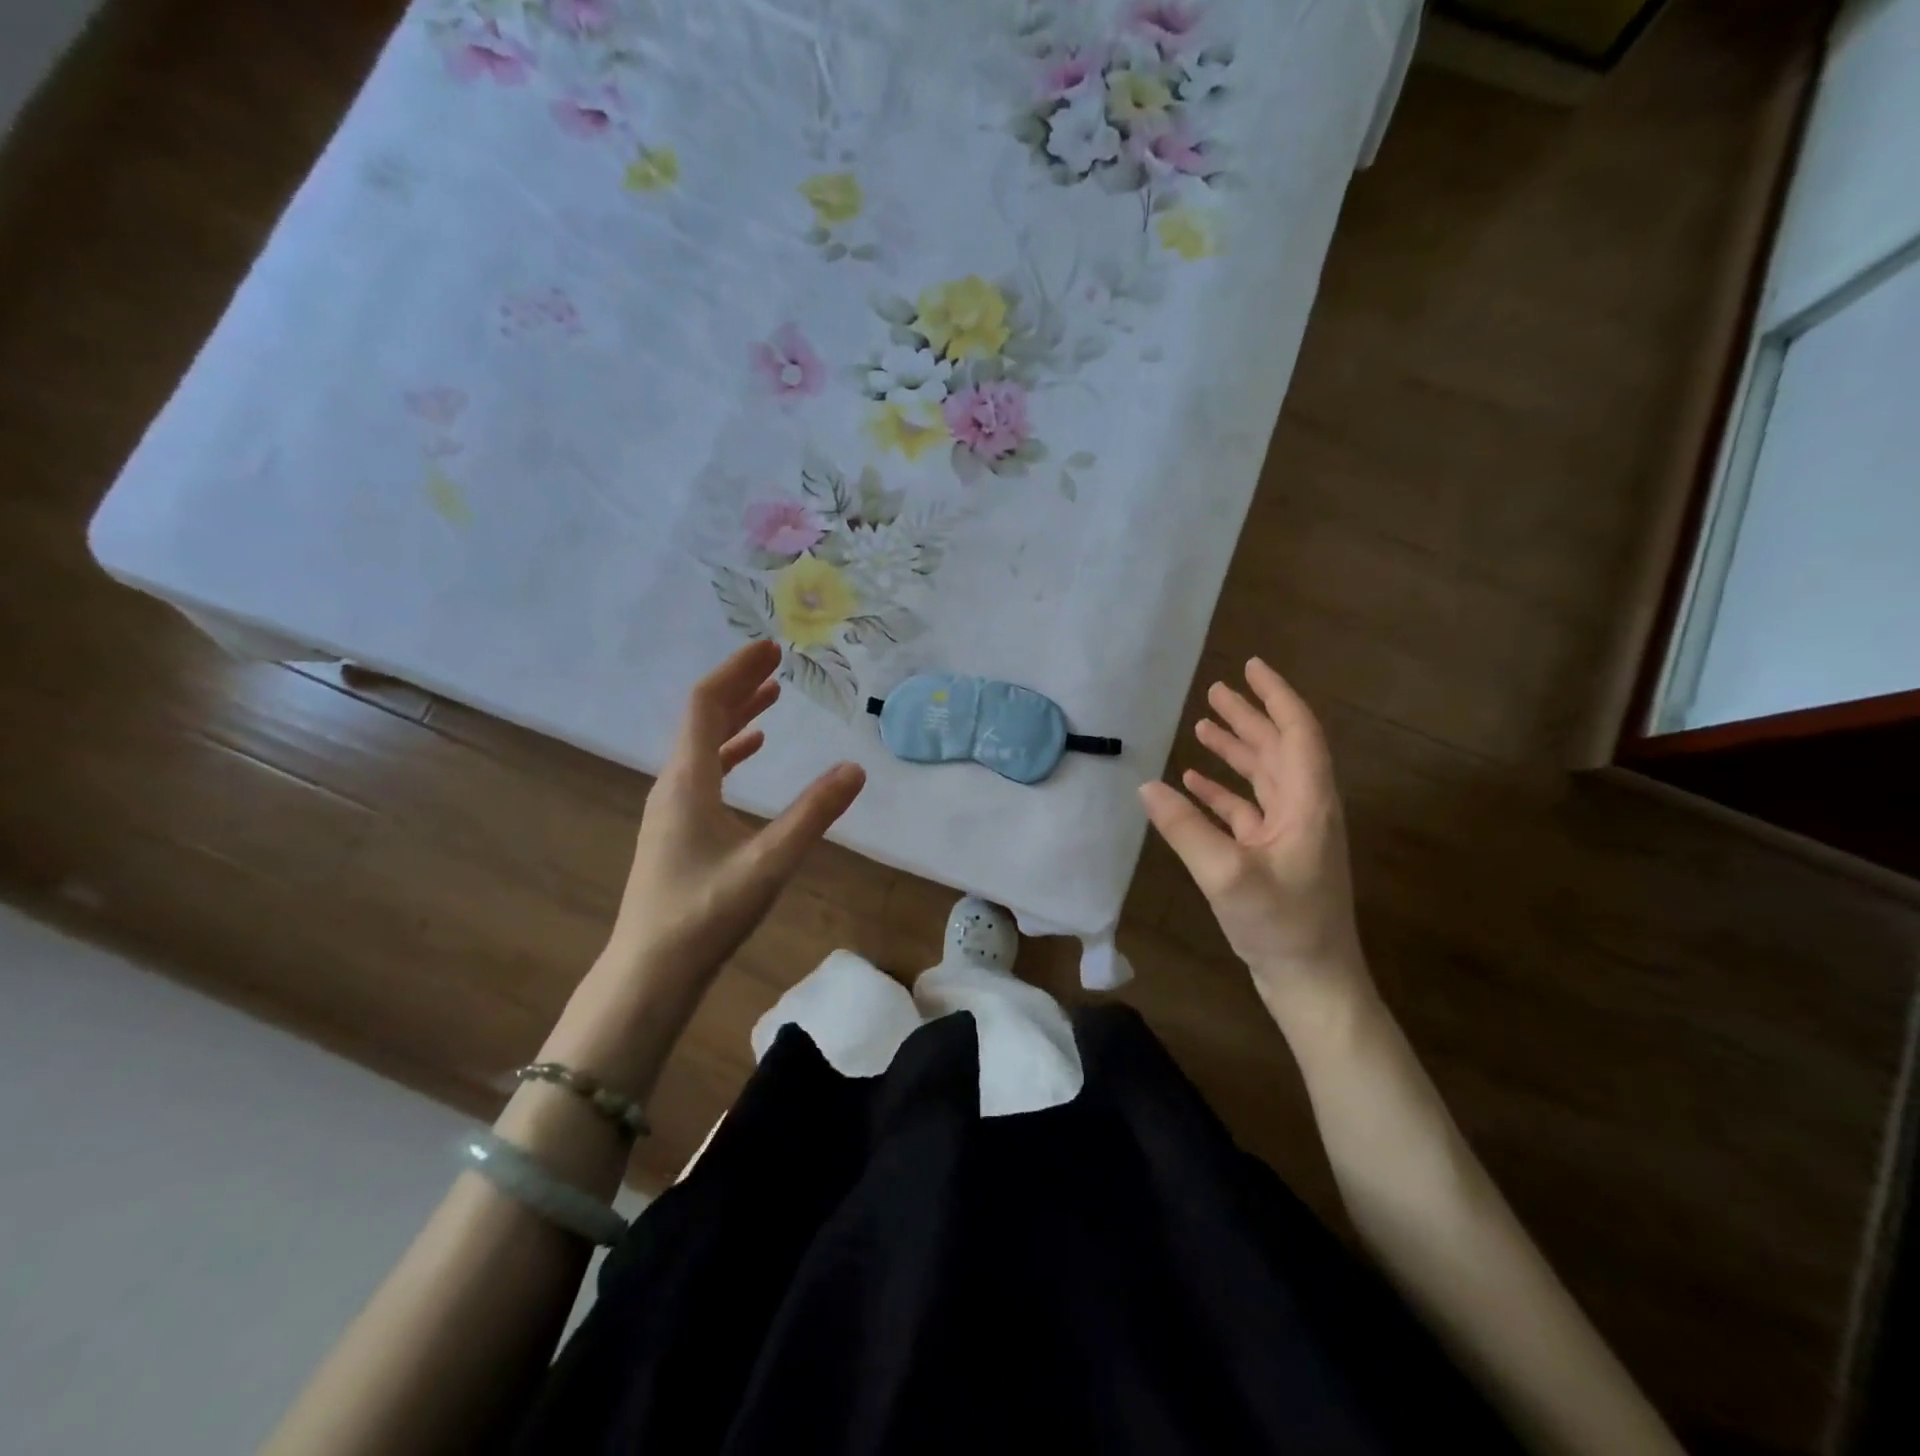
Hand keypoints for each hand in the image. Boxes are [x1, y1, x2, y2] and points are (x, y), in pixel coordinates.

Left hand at [606, 640, 865, 985]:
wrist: (650, 973)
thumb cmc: (705, 914)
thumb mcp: (768, 863)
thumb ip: (812, 815)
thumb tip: (854, 768)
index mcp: (688, 780)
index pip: (708, 704)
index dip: (738, 671)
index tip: (770, 648)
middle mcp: (673, 784)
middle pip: (703, 717)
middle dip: (739, 685)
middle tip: (776, 662)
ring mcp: (671, 807)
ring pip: (702, 744)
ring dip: (736, 715)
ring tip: (770, 696)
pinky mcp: (676, 829)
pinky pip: (704, 771)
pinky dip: (730, 751)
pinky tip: (751, 752)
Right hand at [1139, 658, 1371, 1032]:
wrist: (1313, 983)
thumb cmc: (1281, 926)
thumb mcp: (1226, 875)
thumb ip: (1185, 828)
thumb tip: (1146, 786)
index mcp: (1307, 803)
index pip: (1297, 732)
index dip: (1276, 696)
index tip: (1251, 667)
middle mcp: (1304, 810)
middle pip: (1279, 748)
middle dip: (1249, 717)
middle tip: (1216, 690)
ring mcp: (1291, 834)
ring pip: (1264, 776)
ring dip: (1237, 749)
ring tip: (1204, 724)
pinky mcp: (1275, 856)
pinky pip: (1248, 809)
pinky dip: (1223, 791)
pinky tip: (1194, 783)